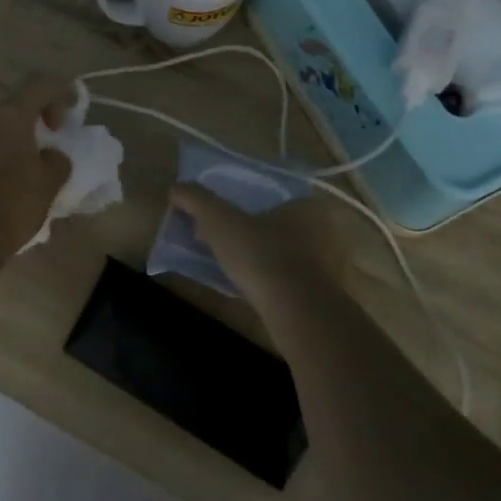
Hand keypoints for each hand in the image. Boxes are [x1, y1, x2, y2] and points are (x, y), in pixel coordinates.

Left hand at [0, 80, 72, 253]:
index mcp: (8, 115)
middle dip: (31, 124)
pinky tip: (1, 185)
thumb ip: (57, 158)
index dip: (59, 96)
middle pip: (12, 108)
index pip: (39, 85)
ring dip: (9, 142)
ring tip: (23, 172)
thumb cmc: (15, 203)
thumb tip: (49, 155)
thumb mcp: (51, 181)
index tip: (64, 124)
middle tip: (45, 150)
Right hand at [169, 184, 340, 311]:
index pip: (273, 196)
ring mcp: (325, 265)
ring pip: (284, 254)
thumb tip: (175, 188)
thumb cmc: (261, 255)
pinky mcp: (321, 295)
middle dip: (252, 232)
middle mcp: (321, 230)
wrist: (297, 312)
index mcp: (303, 205)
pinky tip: (248, 289)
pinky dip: (270, 281)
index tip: (225, 217)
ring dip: (260, 258)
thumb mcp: (219, 220)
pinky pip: (289, 280)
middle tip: (223, 241)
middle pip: (278, 225)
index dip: (246, 205)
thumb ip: (197, 200)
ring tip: (230, 266)